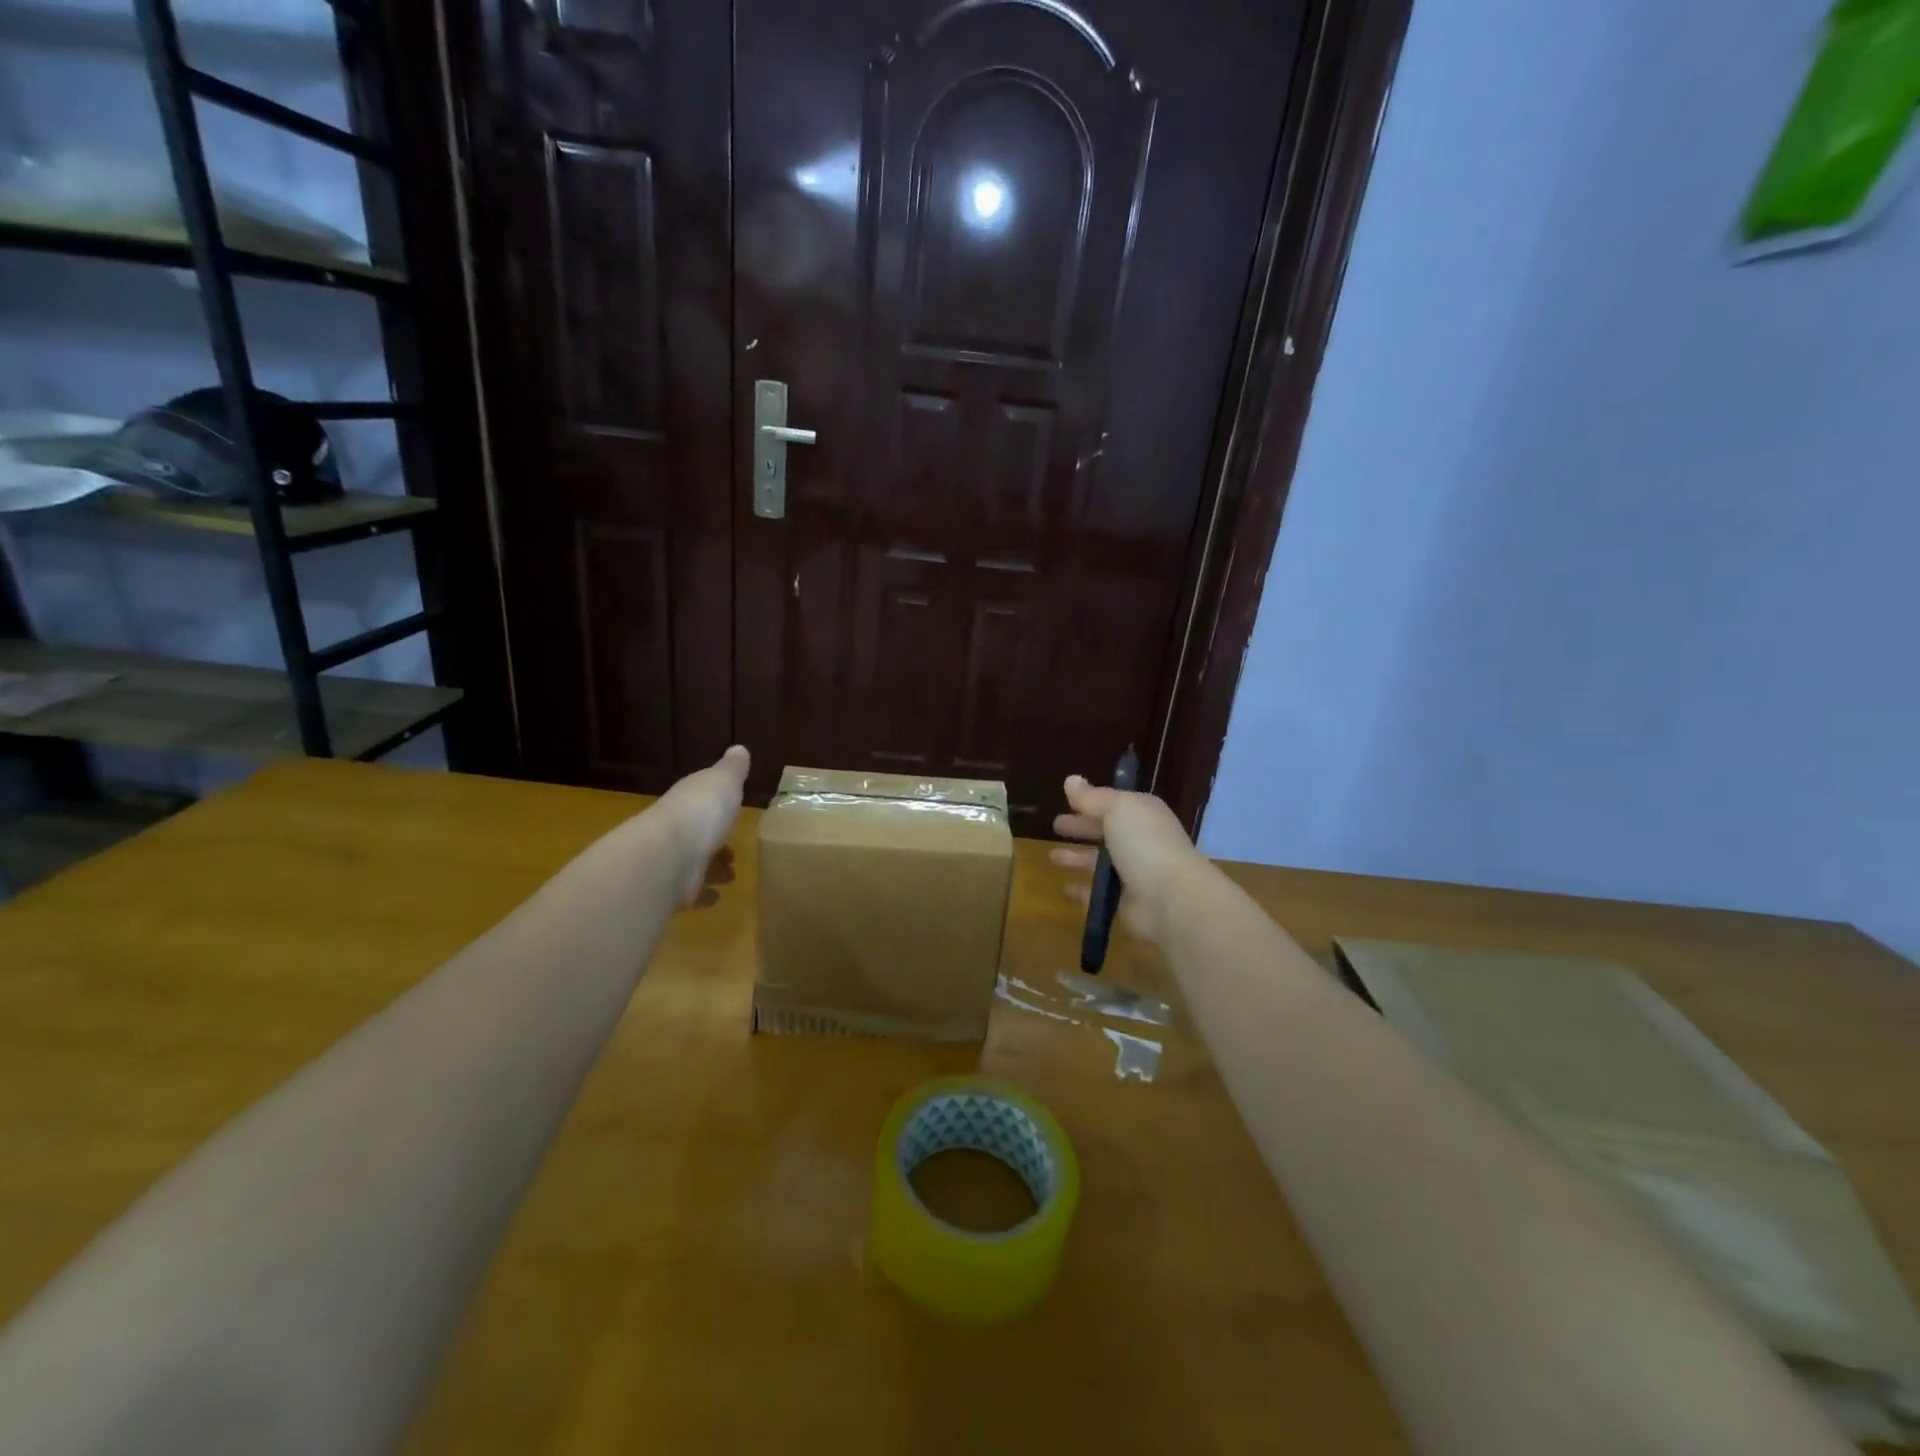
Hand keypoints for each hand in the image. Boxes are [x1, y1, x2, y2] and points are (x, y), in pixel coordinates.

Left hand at [648, 745, 750, 905]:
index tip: (730, 808)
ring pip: (694, 862)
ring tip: (731, 874)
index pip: (699, 799)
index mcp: (687, 800)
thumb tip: (739, 749)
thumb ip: (732, 769)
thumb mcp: (723, 781)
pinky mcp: (673, 890)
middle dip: (713, 839)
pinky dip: (703, 894)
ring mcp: (672, 861)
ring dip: (712, 868)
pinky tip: (717, 897)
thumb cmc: (701, 812)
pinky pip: (691, 891)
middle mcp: (675, 828)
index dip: (714, 803)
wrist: (668, 857)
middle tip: (732, 848)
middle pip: (696, 832)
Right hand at [1049, 773, 1208, 946]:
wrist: (1170, 897)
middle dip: (1081, 828)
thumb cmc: (1144, 843)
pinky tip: (1065, 888)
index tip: (1065, 801)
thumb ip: (1092, 797)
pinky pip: (1098, 893)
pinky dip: (1082, 890)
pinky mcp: (1125, 901)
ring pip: (1099, 862)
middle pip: (1105, 831)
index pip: (1112, 804)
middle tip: (1055, 826)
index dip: (1089, 802)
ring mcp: (1133, 873)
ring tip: (1052, 858)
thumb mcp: (1117, 809)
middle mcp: (1139, 841)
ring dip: (1077, 858)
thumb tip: (1071, 780)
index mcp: (1142, 814)